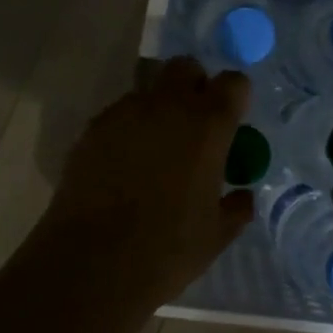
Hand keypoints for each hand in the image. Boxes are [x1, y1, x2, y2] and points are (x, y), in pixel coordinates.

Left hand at [26, 57, 255, 302]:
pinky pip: (119, 114)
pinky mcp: (92, 129)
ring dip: (160, 107)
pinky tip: (125, 165)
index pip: (233, 82)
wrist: (91, 264)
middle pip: (185, 68)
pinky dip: (129, 128)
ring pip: (149, 89)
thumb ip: (236, 206)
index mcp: (208, 125)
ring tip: (156, 149)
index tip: (233, 122)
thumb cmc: (166, 249)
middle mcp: (168, 105)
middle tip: (195, 125)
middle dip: (194, 86)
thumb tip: (242, 194)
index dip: (236, 97)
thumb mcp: (217, 234)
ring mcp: (125, 113)